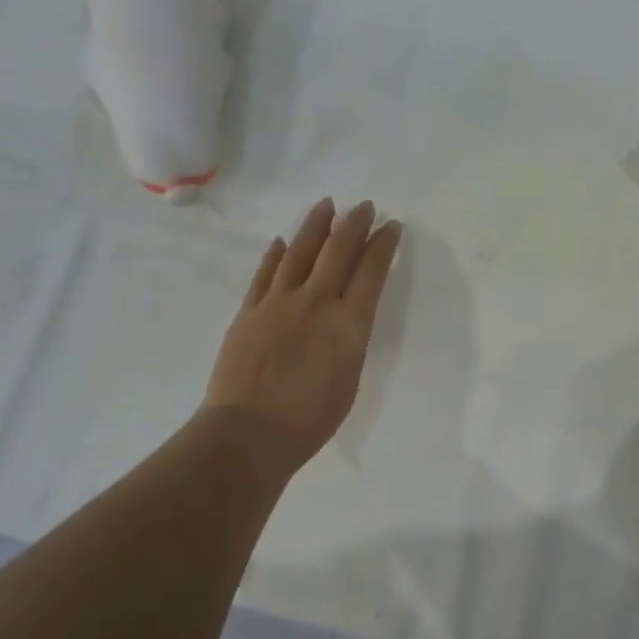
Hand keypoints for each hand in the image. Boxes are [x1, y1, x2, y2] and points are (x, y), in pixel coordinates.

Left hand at [202, 198, 402, 471]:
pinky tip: (282, 242)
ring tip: (326, 205)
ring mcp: (277, 303)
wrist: (248, 433)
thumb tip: (346, 315)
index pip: (371, 272)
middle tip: (365, 206)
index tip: (391, 226)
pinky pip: (265, 274)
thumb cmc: (309, 420)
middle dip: (355, 224)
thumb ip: (350, 339)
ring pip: (299, 252)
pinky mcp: (248, 312)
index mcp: (348, 324)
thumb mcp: (349, 379)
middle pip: (337, 251)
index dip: (383, 245)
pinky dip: (276, 255)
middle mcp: (315, 303)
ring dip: (315, 226)